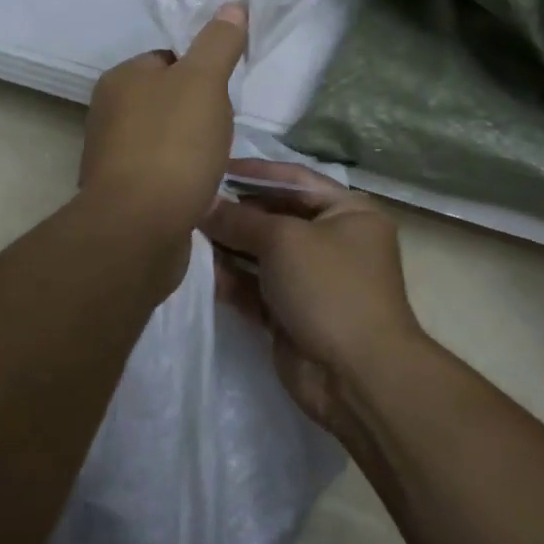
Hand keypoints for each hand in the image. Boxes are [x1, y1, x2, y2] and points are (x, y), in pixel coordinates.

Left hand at [80, 4, 246, 240]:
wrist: (139, 228)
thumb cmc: (172, 145)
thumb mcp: (203, 82)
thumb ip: (218, 44)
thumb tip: (231, 7)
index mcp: (120, 80)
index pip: (167, 60)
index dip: (201, 71)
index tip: (223, 93)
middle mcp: (108, 114)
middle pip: (167, 100)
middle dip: (198, 113)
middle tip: (222, 129)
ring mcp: (111, 156)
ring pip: (165, 138)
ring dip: (191, 148)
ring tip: (212, 162)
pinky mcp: (122, 194)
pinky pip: (160, 173)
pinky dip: (180, 177)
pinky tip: (197, 189)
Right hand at [203, 160, 424, 437]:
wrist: (356, 376)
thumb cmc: (329, 288)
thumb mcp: (284, 240)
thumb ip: (240, 219)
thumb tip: (204, 202)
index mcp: (348, 211)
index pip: (295, 178)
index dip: (255, 172)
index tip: (214, 168)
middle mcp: (333, 240)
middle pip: (276, 216)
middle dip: (236, 212)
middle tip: (191, 204)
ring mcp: (313, 279)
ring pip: (262, 253)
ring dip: (228, 246)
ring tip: (187, 235)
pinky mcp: (292, 313)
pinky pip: (256, 287)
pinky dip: (232, 279)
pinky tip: (200, 271)